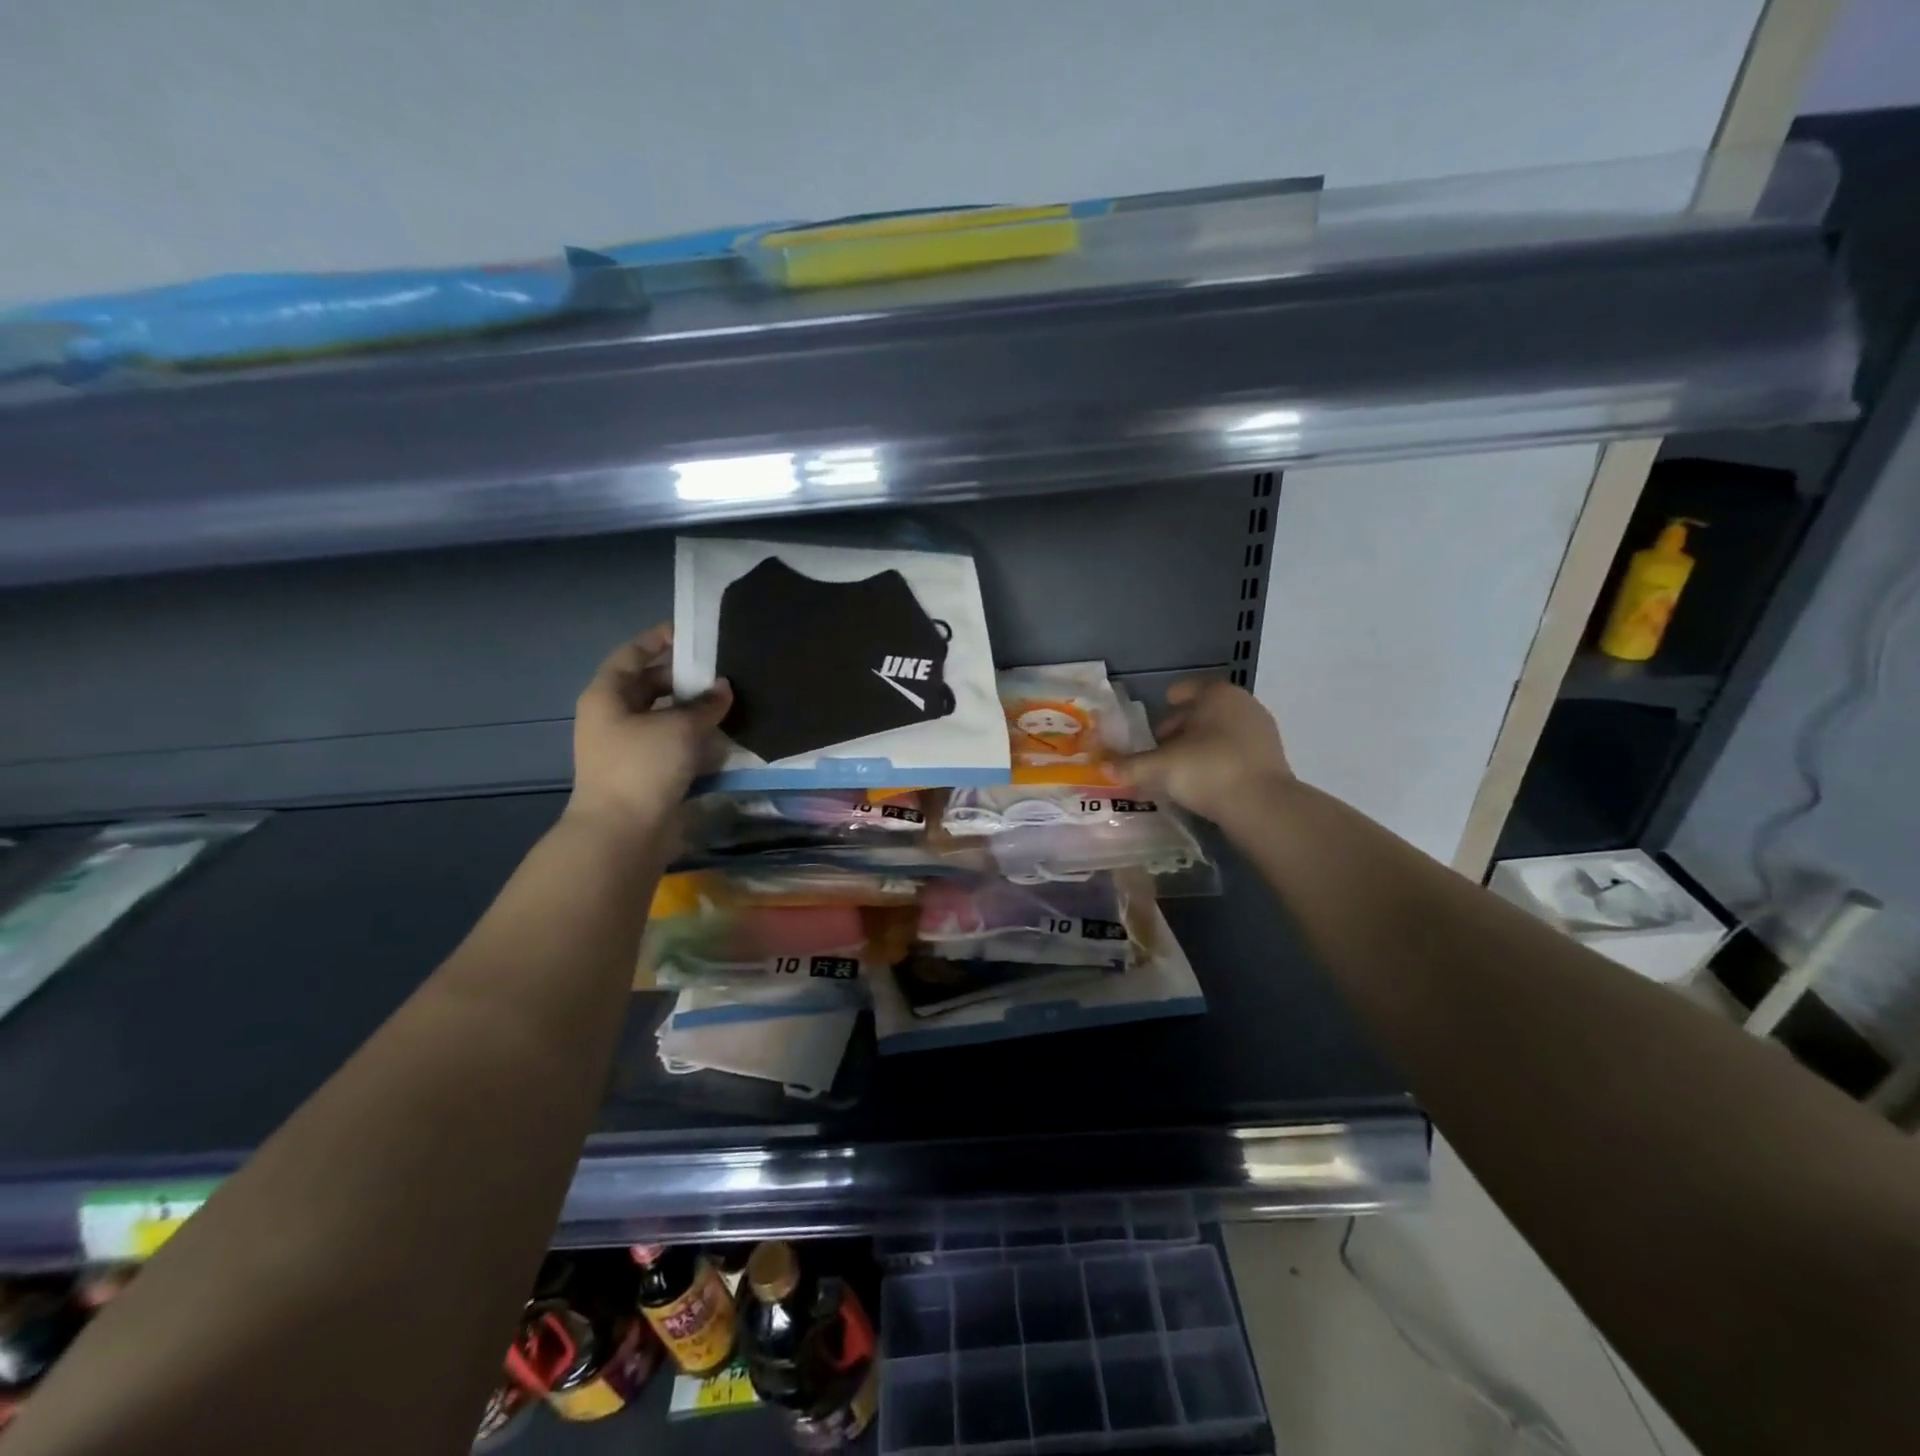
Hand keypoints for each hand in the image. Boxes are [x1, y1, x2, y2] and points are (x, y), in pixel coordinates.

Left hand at [566, 624, 731, 836]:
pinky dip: (695, 738)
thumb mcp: (679, 727)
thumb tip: (723, 688)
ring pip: (664, 717)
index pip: (633, 654)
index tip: (693, 632)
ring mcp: (628, 747)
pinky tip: (724, 736)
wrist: (623, 833)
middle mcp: (613, 717)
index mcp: (608, 695)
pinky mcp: (645, 772)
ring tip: (730, 700)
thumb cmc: (642, 767)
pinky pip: (672, 744)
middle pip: (650, 685)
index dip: (660, 639)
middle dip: (684, 678)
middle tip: (722, 669)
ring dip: (694, 710)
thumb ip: (705, 704)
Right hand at [1119, 678, 1292, 824]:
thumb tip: (1104, 767)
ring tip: (1177, 768)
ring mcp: (1261, 732)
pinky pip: (1235, 752)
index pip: (1189, 688)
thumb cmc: (1207, 770)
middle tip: (1159, 747)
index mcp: (1217, 695)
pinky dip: (1217, 760)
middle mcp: (1243, 705)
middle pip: (1204, 711)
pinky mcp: (1270, 759)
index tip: (1158, 713)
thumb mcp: (1160, 768)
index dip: (1172, 699)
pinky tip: (1202, 781)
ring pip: (1220, 732)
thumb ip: (1131, 765)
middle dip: (1181, 727)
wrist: (1262, 807)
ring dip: (1199, 745)